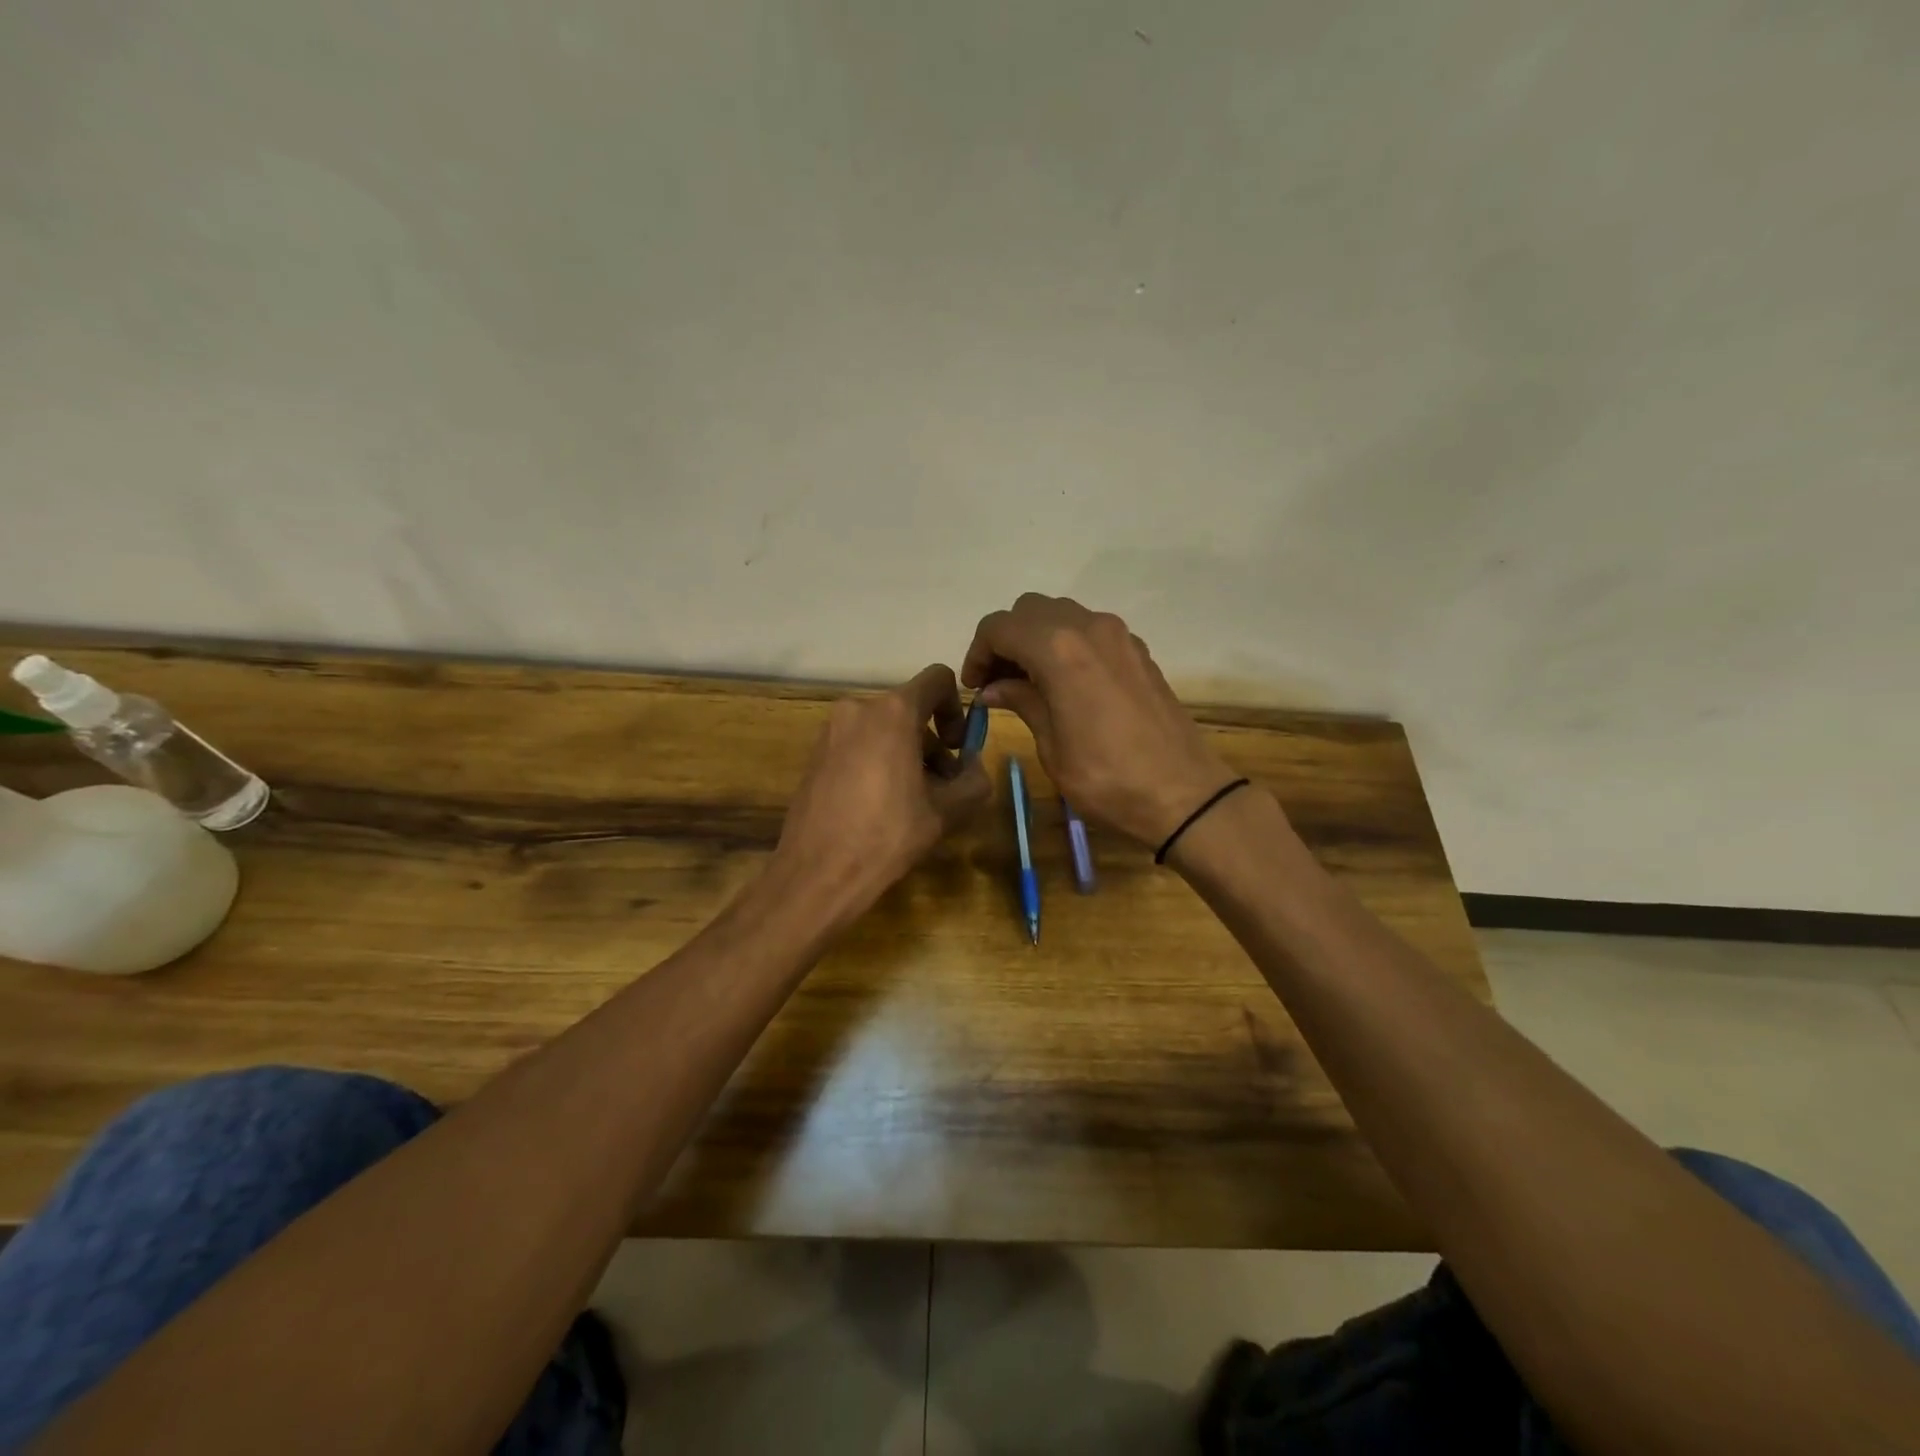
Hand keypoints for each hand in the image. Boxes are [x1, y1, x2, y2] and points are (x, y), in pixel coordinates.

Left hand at [770, 664, 990, 919]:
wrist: (817, 873)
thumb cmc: (888, 835)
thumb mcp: (947, 811)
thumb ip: (974, 779)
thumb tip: (973, 766)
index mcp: (893, 712)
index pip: (938, 680)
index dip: (957, 709)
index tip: (957, 749)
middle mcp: (858, 709)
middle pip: (910, 709)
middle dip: (933, 743)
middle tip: (941, 787)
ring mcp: (831, 731)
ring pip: (884, 729)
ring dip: (907, 755)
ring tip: (912, 802)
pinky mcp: (816, 754)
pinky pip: (859, 744)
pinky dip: (878, 761)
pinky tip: (880, 806)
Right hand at [961, 594, 1238, 846]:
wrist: (1184, 794)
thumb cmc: (1107, 778)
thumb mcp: (1052, 745)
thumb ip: (1022, 702)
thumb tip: (993, 688)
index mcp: (1059, 650)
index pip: (999, 626)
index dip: (977, 652)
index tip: (975, 687)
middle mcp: (1089, 627)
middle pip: (1030, 610)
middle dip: (1006, 640)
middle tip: (997, 683)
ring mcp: (1119, 635)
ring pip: (1061, 614)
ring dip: (1037, 639)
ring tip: (1028, 683)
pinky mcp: (1138, 650)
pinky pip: (1090, 630)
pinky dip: (1067, 645)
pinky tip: (1065, 685)